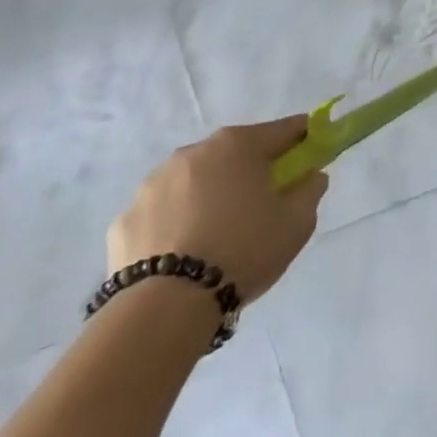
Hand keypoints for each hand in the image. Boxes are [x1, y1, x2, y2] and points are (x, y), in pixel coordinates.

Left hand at [109, 114, 327, 304]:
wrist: (164, 307)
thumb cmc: (243, 250)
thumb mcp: (297, 223)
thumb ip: (310, 190)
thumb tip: (310, 175)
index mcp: (238, 145)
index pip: (283, 130)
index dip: (303, 137)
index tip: (312, 152)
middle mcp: (193, 153)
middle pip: (234, 153)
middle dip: (252, 169)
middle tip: (265, 200)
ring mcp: (153, 185)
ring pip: (195, 181)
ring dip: (210, 194)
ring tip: (219, 234)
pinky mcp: (124, 220)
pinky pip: (162, 213)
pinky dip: (176, 223)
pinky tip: (184, 253)